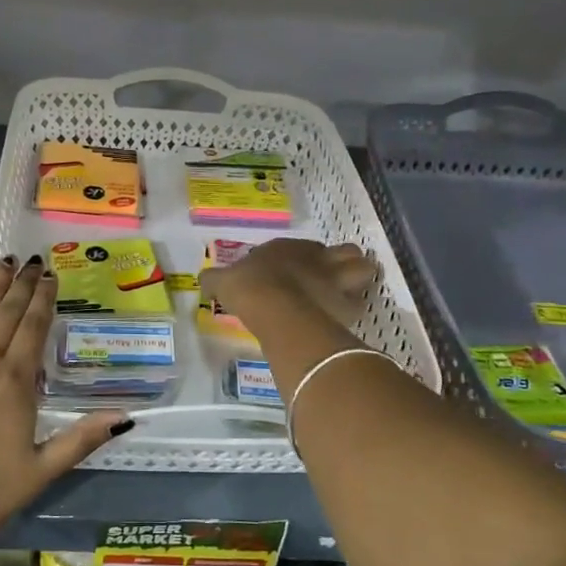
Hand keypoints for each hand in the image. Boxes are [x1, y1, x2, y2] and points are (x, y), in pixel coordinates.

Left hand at [0, 256, 132, 553]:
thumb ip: (81, 438)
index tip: (51, 275)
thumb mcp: (41, 471)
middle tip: (32, 261)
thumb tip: (126, 416)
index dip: (44, 299)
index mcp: (16, 383)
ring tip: (3, 263)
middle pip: (7, 314)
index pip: (34, 328)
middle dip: (22, 285)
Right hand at [202, 238, 375, 326]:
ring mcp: (337, 279)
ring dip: (359, 280)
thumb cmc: (249, 288)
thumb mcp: (223, 281)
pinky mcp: (348, 304)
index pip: (306, 247)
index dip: (304, 258)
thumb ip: (215, 280)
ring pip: (363, 271)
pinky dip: (355, 309)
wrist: (276, 308)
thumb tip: (202, 282)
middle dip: (344, 262)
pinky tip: (344, 318)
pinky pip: (360, 304)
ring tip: (349, 294)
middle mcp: (318, 258)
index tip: (295, 273)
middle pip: (346, 252)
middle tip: (334, 277)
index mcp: (289, 248)